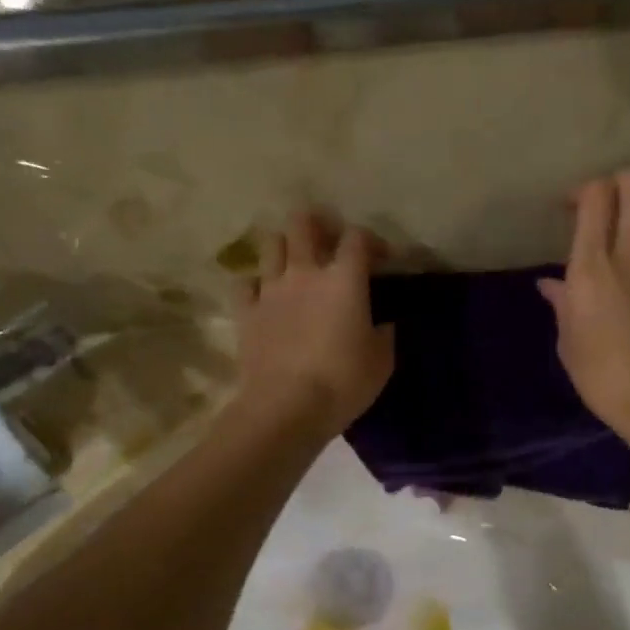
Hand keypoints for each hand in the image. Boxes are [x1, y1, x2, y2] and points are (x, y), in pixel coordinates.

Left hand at [233, 212, 392, 437]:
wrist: (287, 407)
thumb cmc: (343, 383)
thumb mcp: (381, 361)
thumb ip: (383, 334)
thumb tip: (381, 325)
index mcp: (344, 280)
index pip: (357, 238)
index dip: (372, 241)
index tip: (381, 259)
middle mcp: (305, 273)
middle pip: (303, 222)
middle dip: (318, 224)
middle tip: (329, 241)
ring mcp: (271, 289)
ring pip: (271, 243)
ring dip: (286, 247)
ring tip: (296, 264)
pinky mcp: (246, 312)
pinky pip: (246, 283)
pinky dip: (257, 285)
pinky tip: (266, 298)